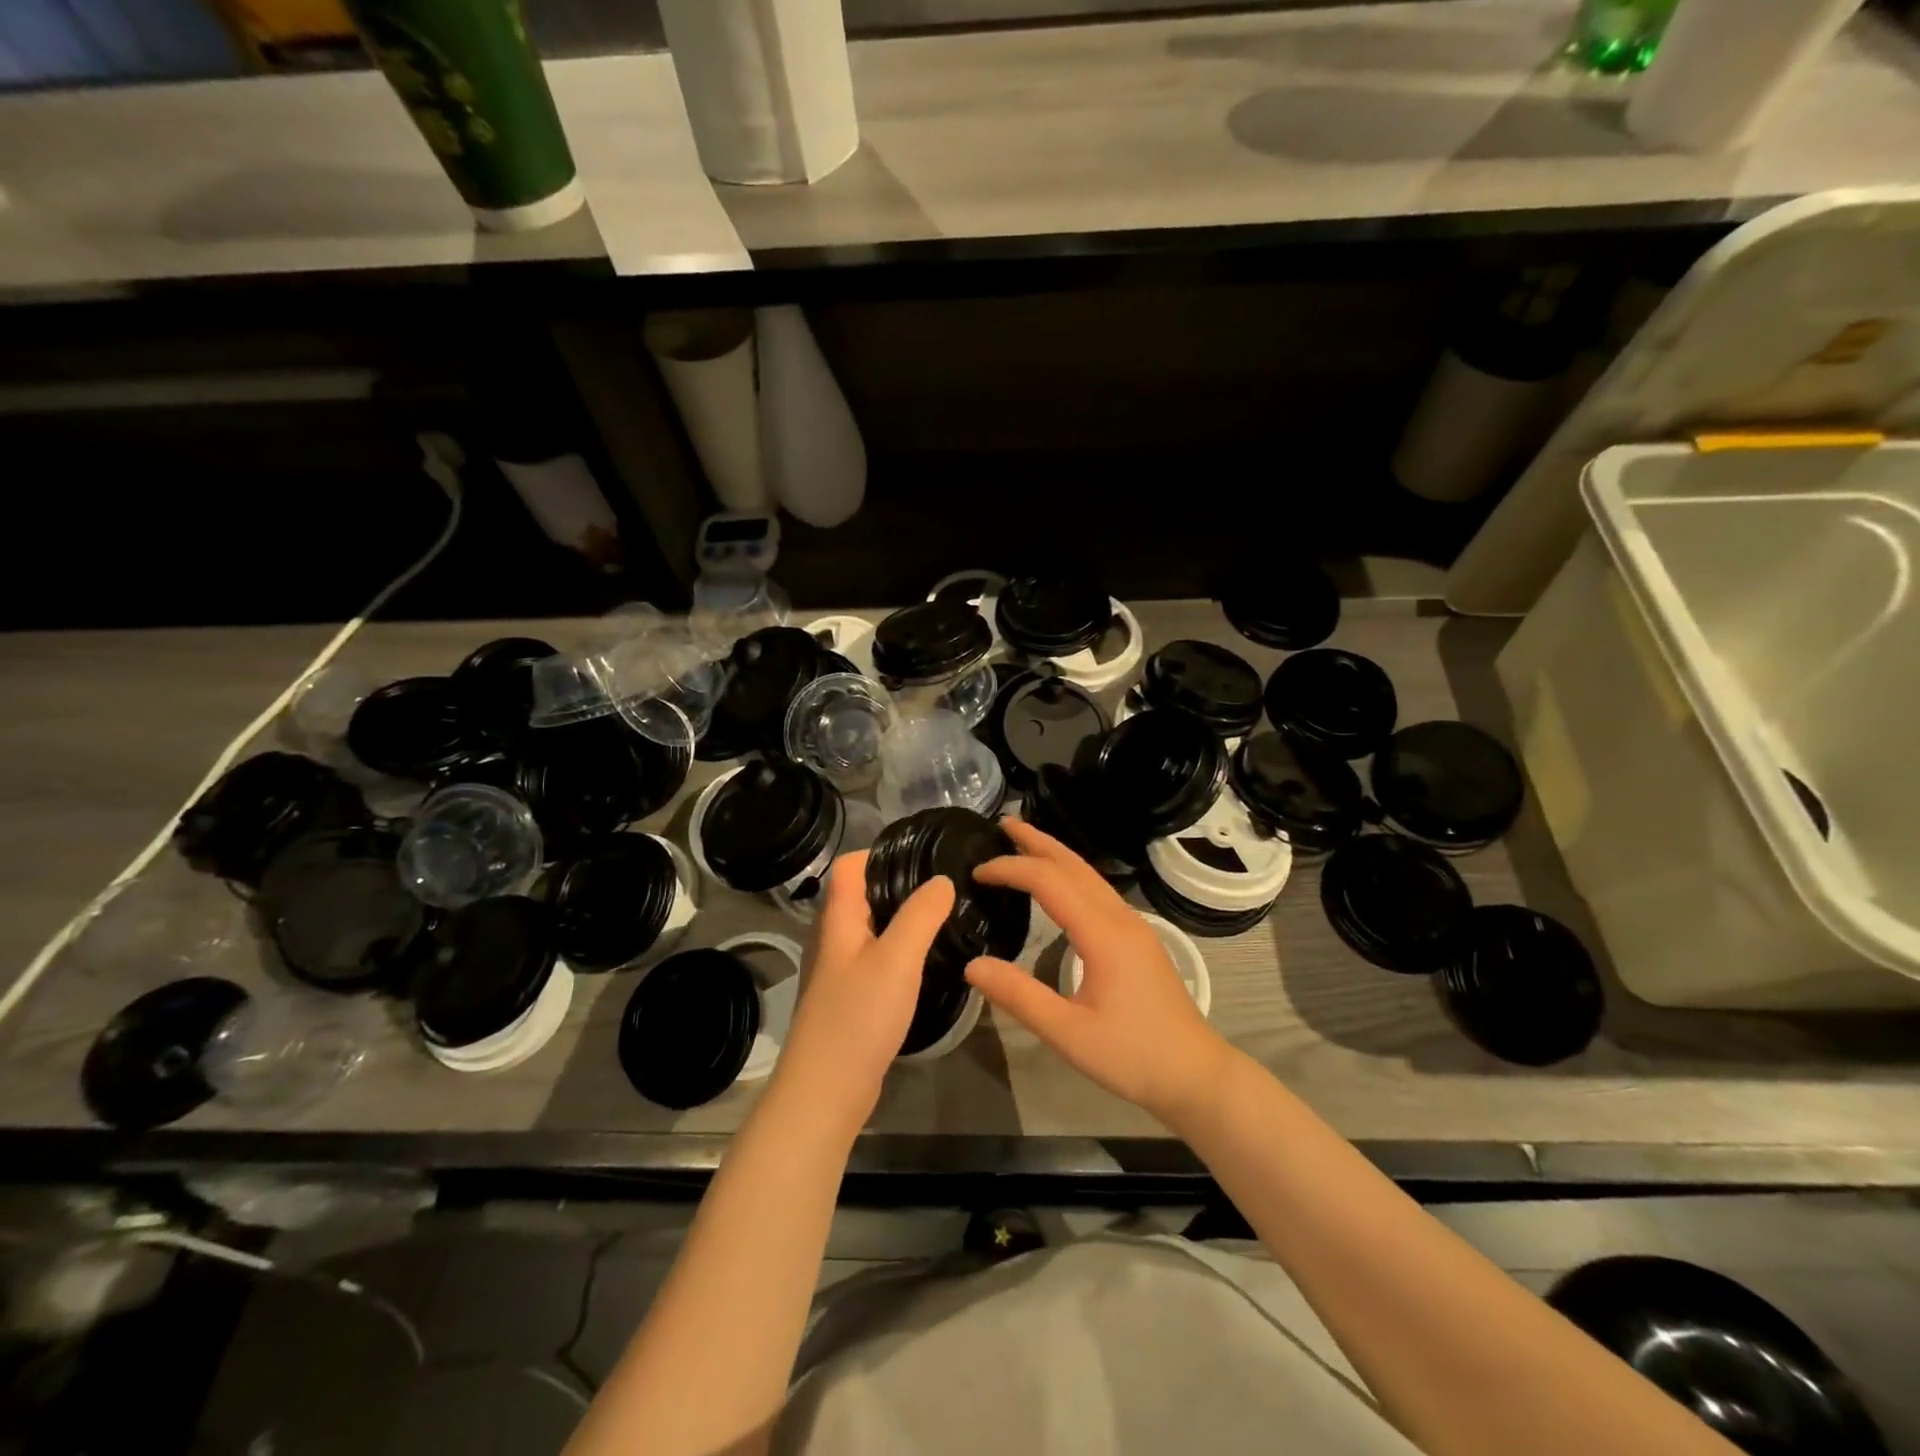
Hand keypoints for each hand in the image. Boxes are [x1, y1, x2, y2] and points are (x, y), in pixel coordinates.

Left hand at [774, 851, 955, 1135]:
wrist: (825, 1092)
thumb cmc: (858, 1017)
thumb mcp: (897, 959)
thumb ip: (920, 915)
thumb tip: (942, 880)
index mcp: (838, 920)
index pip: (849, 866)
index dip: (879, 852)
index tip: (922, 856)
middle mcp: (834, 939)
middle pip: (862, 895)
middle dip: (900, 885)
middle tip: (945, 887)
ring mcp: (840, 972)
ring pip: (872, 930)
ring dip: (902, 920)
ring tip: (944, 918)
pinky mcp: (851, 1000)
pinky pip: (877, 960)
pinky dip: (900, 952)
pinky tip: (927, 962)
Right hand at [965, 819, 1232, 1126]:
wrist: (1195, 1074)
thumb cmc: (1132, 1056)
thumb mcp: (1068, 1033)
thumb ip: (1020, 996)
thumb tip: (973, 965)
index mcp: (1103, 934)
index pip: (1050, 882)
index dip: (1012, 869)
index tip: (978, 871)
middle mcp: (1120, 918)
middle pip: (1075, 865)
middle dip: (1037, 841)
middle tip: (1003, 823)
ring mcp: (1134, 926)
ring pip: (1090, 875)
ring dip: (1055, 854)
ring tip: (1024, 843)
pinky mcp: (1138, 939)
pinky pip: (1099, 891)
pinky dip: (1070, 875)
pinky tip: (1058, 885)